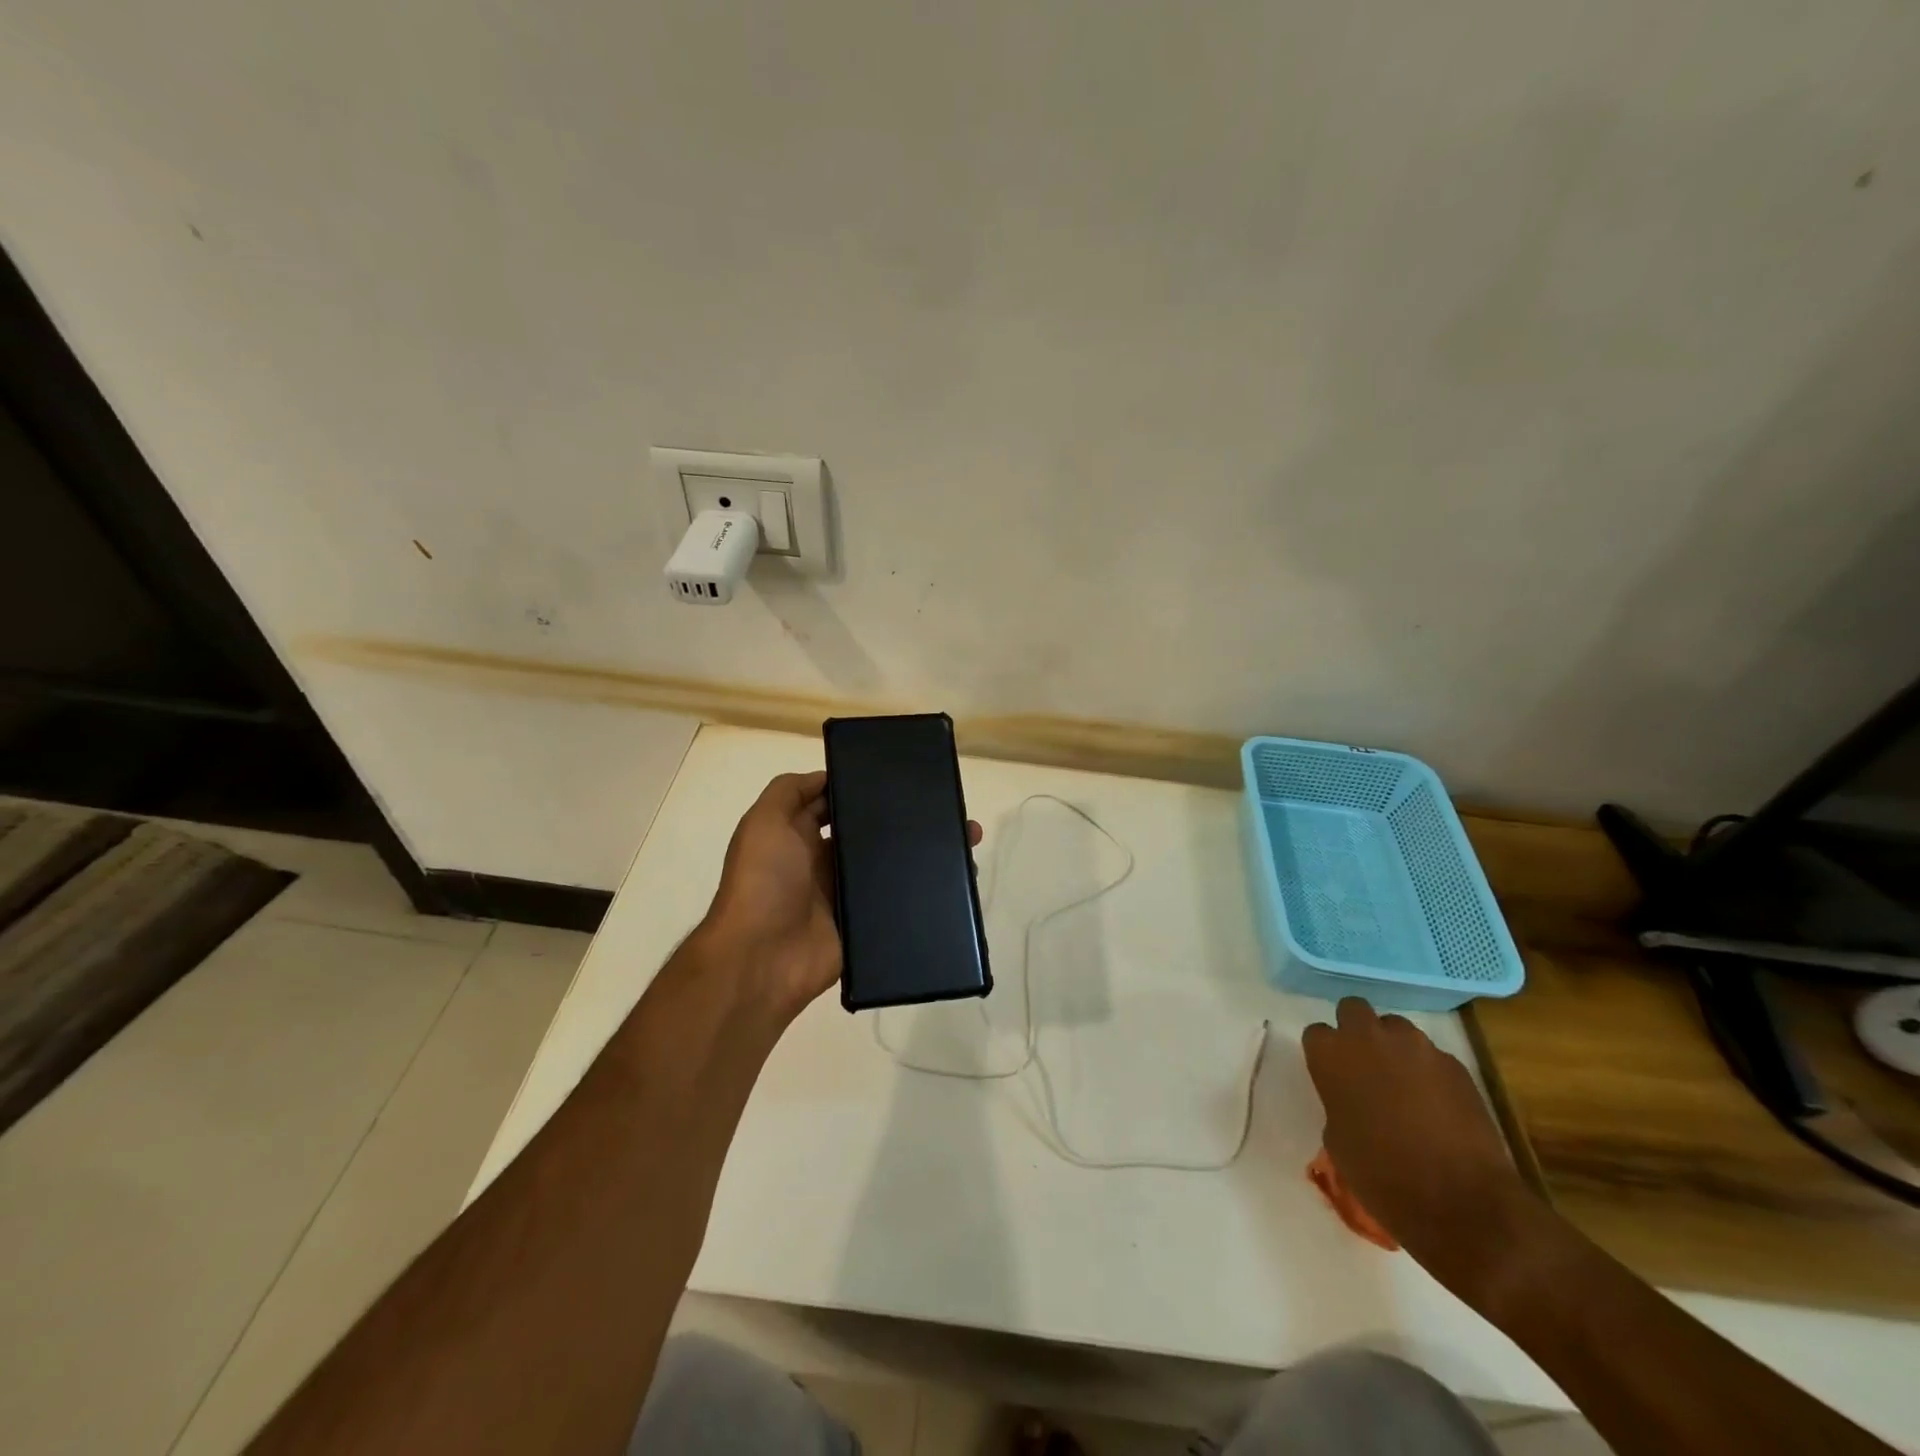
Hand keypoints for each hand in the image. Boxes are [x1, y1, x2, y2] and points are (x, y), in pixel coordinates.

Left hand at [700, 771, 980, 1022]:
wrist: (762, 959)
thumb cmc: (762, 882)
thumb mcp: (763, 823)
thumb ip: (788, 791)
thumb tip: (828, 775)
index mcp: (799, 836)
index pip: (837, 804)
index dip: (864, 789)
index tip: (904, 776)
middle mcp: (824, 862)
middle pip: (868, 834)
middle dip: (902, 820)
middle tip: (946, 807)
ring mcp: (845, 895)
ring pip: (889, 867)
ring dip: (921, 854)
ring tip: (964, 837)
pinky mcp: (863, 924)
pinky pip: (896, 903)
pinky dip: (922, 891)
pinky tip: (957, 878)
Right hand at [1302, 998, 1535, 1296]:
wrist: (1462, 1202)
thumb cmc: (1382, 1176)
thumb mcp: (1338, 1139)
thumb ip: (1339, 1102)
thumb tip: (1354, 1099)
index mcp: (1332, 1055)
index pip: (1316, 1033)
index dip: (1325, 1054)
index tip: (1332, 1076)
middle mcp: (1369, 1037)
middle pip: (1353, 1008)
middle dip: (1355, 1030)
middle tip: (1364, 1065)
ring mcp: (1417, 1047)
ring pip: (1396, 1027)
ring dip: (1393, 1046)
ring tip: (1403, 1084)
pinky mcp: (1455, 1064)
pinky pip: (1432, 1055)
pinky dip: (1428, 1071)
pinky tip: (1436, 1105)